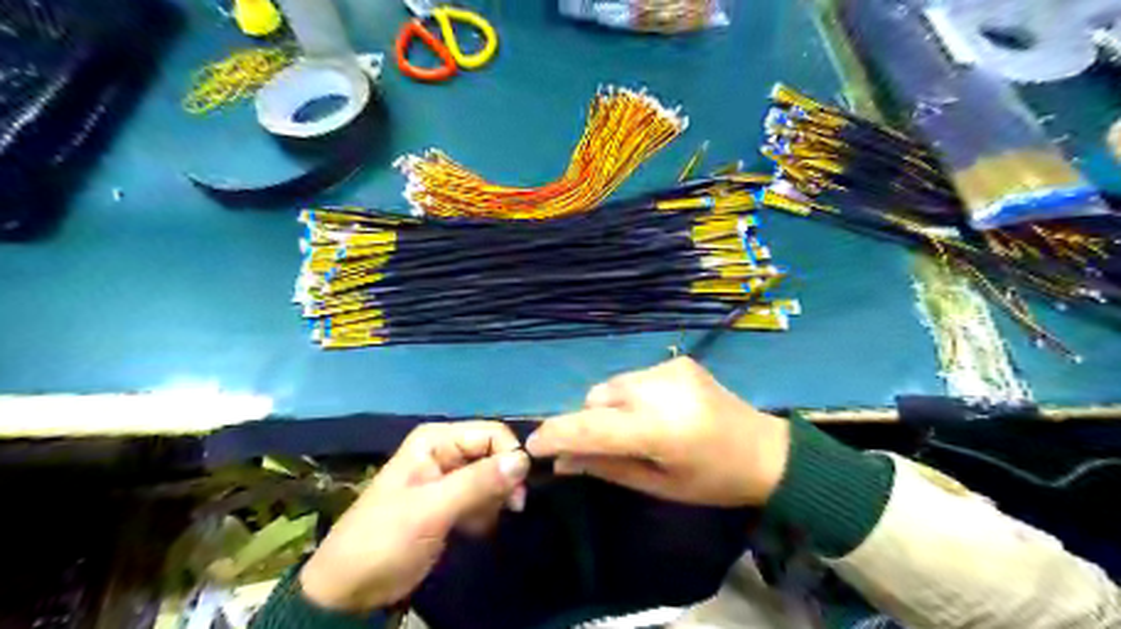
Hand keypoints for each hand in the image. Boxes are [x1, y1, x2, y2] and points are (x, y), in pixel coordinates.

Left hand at [296, 423, 528, 612]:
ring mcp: (449, 476)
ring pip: (493, 476)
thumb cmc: (385, 539)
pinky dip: (488, 511)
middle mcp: (446, 451)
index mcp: (436, 440)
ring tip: (487, 522)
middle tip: (512, 509)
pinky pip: (484, 496)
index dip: (510, 457)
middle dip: (505, 480)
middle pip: (494, 453)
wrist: (350, 588)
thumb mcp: (431, 509)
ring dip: (497, 498)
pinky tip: (479, 528)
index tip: (518, 491)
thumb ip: (478, 482)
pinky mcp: (452, 501)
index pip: (491, 433)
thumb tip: (524, 460)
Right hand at [526, 356, 787, 508]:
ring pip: (612, 386)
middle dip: (588, 422)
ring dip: (609, 407)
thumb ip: (606, 467)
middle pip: (596, 399)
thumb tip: (562, 460)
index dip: (556, 434)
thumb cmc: (712, 481)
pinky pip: (634, 378)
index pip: (591, 426)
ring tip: (634, 429)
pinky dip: (631, 395)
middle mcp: (659, 389)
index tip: (533, 445)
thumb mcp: (657, 485)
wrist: (765, 450)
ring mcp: (669, 368)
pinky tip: (655, 411)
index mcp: (659, 428)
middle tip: (600, 447)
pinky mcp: (677, 361)